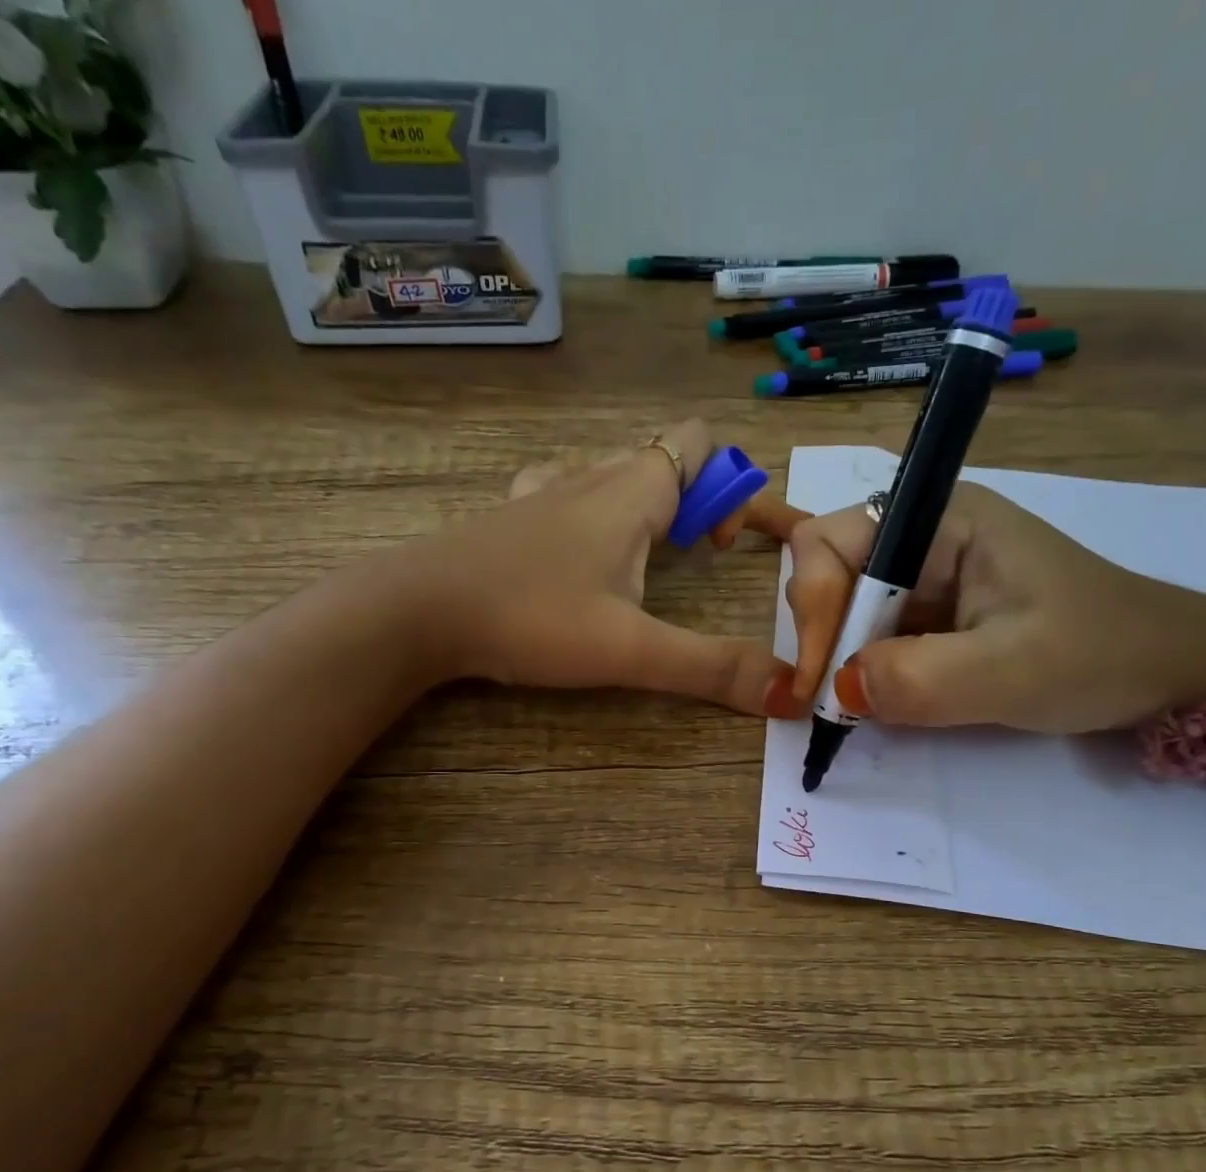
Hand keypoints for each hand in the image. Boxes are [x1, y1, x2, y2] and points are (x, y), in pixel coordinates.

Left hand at [409, 418, 809, 715]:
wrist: (416, 611)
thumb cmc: (530, 618)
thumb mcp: (631, 651)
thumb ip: (711, 669)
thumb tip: (789, 695)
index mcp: (631, 491)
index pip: (699, 442)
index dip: (728, 485)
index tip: (717, 550)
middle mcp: (589, 475)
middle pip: (659, 457)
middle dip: (690, 503)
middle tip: (686, 563)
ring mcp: (542, 492)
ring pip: (609, 471)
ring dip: (639, 504)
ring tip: (640, 564)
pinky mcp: (508, 516)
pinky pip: (563, 489)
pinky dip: (587, 510)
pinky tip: (576, 556)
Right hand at [783, 480, 1205, 731]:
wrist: (1169, 671)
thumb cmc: (1102, 655)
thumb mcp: (1011, 671)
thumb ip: (919, 679)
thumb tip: (838, 690)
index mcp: (941, 519)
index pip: (829, 542)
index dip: (811, 607)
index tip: (822, 682)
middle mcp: (923, 535)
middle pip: (827, 573)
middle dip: (823, 638)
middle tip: (838, 702)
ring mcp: (925, 573)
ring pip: (843, 608)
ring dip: (841, 660)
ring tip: (866, 705)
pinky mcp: (932, 610)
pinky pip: (871, 634)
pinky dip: (863, 672)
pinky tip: (883, 699)